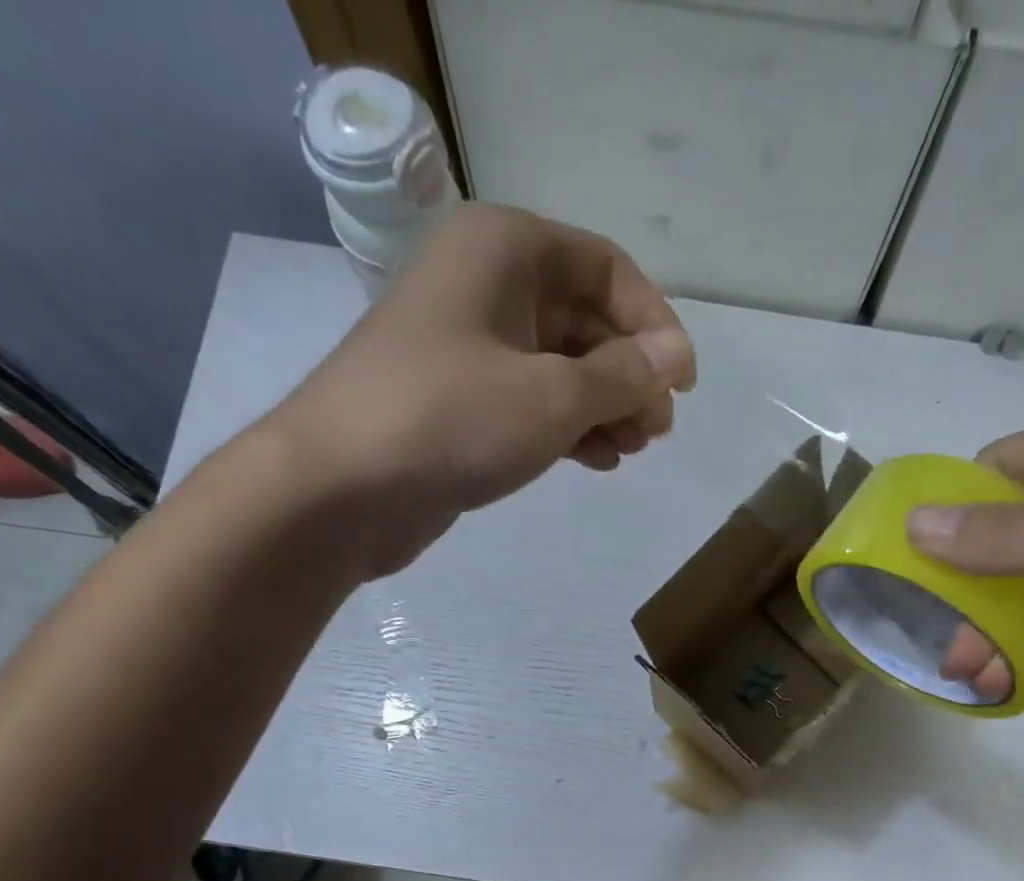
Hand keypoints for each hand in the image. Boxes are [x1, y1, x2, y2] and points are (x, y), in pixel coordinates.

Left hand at [260, 204, 695, 574]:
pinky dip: (568, 428)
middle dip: (629, 375)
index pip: (606, 269)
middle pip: (584, 320)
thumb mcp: (553, 395)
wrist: (341, 488)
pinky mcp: (459, 403)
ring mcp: (468, 347)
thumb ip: (623, 375)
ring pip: (559, 367)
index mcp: (506, 249)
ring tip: (632, 451)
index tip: (682, 385)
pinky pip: (531, 403)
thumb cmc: (451, 420)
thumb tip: (675, 358)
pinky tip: (597, 462)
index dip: (654, 324)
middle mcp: (486, 285)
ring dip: (604, 407)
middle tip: (656, 431)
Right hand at [906, 385, 1023, 721]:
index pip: (1009, 463)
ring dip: (1002, 611)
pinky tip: (1010, 663)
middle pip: (1023, 518)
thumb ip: (1014, 537)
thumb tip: (914, 526)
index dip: (958, 514)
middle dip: (977, 581)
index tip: (916, 573)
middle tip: (945, 643)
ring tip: (971, 668)